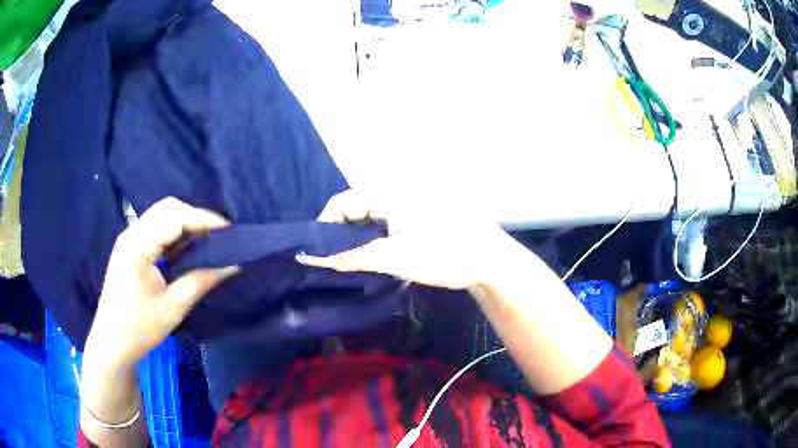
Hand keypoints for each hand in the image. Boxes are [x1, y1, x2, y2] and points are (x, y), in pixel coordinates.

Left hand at [85, 197, 237, 367]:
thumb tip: (234, 265)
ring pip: (161, 216)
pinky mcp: (129, 248)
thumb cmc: (140, 328)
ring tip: (208, 240)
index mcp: (137, 245)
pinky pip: (155, 229)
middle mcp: (131, 233)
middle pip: (167, 208)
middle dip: (196, 216)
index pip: (175, 218)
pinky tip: (187, 248)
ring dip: (186, 223)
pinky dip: (175, 233)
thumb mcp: (173, 307)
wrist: (112, 343)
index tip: (230, 231)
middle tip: (220, 235)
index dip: (204, 219)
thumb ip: (202, 280)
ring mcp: (128, 239)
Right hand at [297, 190, 522, 289]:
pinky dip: (374, 241)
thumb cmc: (445, 255)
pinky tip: (373, 259)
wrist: (491, 263)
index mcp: (390, 192)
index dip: (324, 226)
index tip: (316, 253)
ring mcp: (408, 204)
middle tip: (332, 263)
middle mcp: (396, 191)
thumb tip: (313, 258)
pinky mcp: (416, 218)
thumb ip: (351, 257)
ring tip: (350, 264)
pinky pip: (385, 225)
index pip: (342, 202)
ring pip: (369, 220)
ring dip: (358, 241)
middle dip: (340, 235)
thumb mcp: (394, 258)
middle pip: (355, 210)